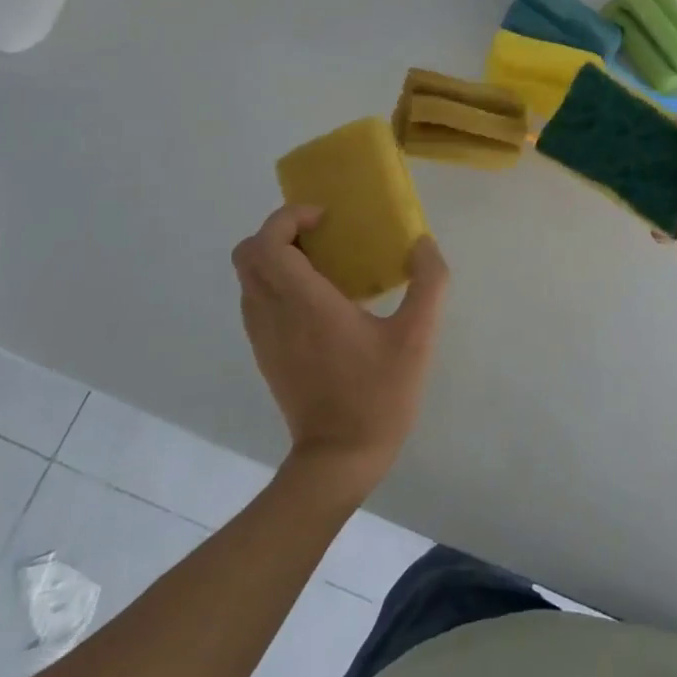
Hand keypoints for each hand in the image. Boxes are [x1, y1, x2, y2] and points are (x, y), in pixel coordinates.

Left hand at [233, 207, 448, 498]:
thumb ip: (429, 284)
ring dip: (276, 256)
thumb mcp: (418, 337)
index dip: (288, 218)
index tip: (326, 219)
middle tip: (322, 235)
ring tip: (322, 262)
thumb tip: (423, 244)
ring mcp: (263, 336)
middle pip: (247, 254)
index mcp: (306, 305)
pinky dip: (276, 282)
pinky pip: (255, 300)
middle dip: (279, 232)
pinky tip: (317, 298)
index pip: (267, 244)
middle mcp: (274, 315)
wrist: (340, 458)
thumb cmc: (379, 395)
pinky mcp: (265, 353)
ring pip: (248, 277)